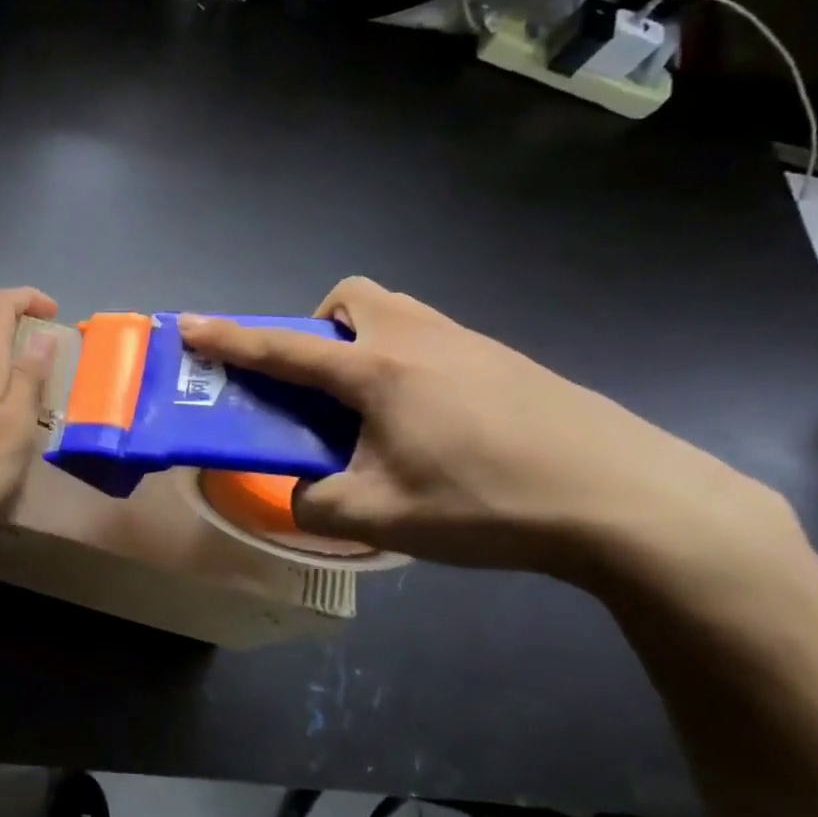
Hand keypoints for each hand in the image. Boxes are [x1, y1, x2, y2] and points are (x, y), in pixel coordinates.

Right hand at [178, 277, 799, 585]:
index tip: (188, 324)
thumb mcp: (382, 518)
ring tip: (376, 410)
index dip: (229, 338)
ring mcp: (470, 343)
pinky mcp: (508, 360)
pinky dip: (409, 364)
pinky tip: (437, 425)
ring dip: (365, 345)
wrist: (629, 501)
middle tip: (323, 385)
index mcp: (378, 371)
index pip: (283, 348)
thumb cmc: (489, 503)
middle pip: (351, 298)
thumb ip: (317, 506)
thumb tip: (302, 495)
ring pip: (396, 314)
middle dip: (319, 328)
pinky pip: (434, 340)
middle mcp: (419, 339)